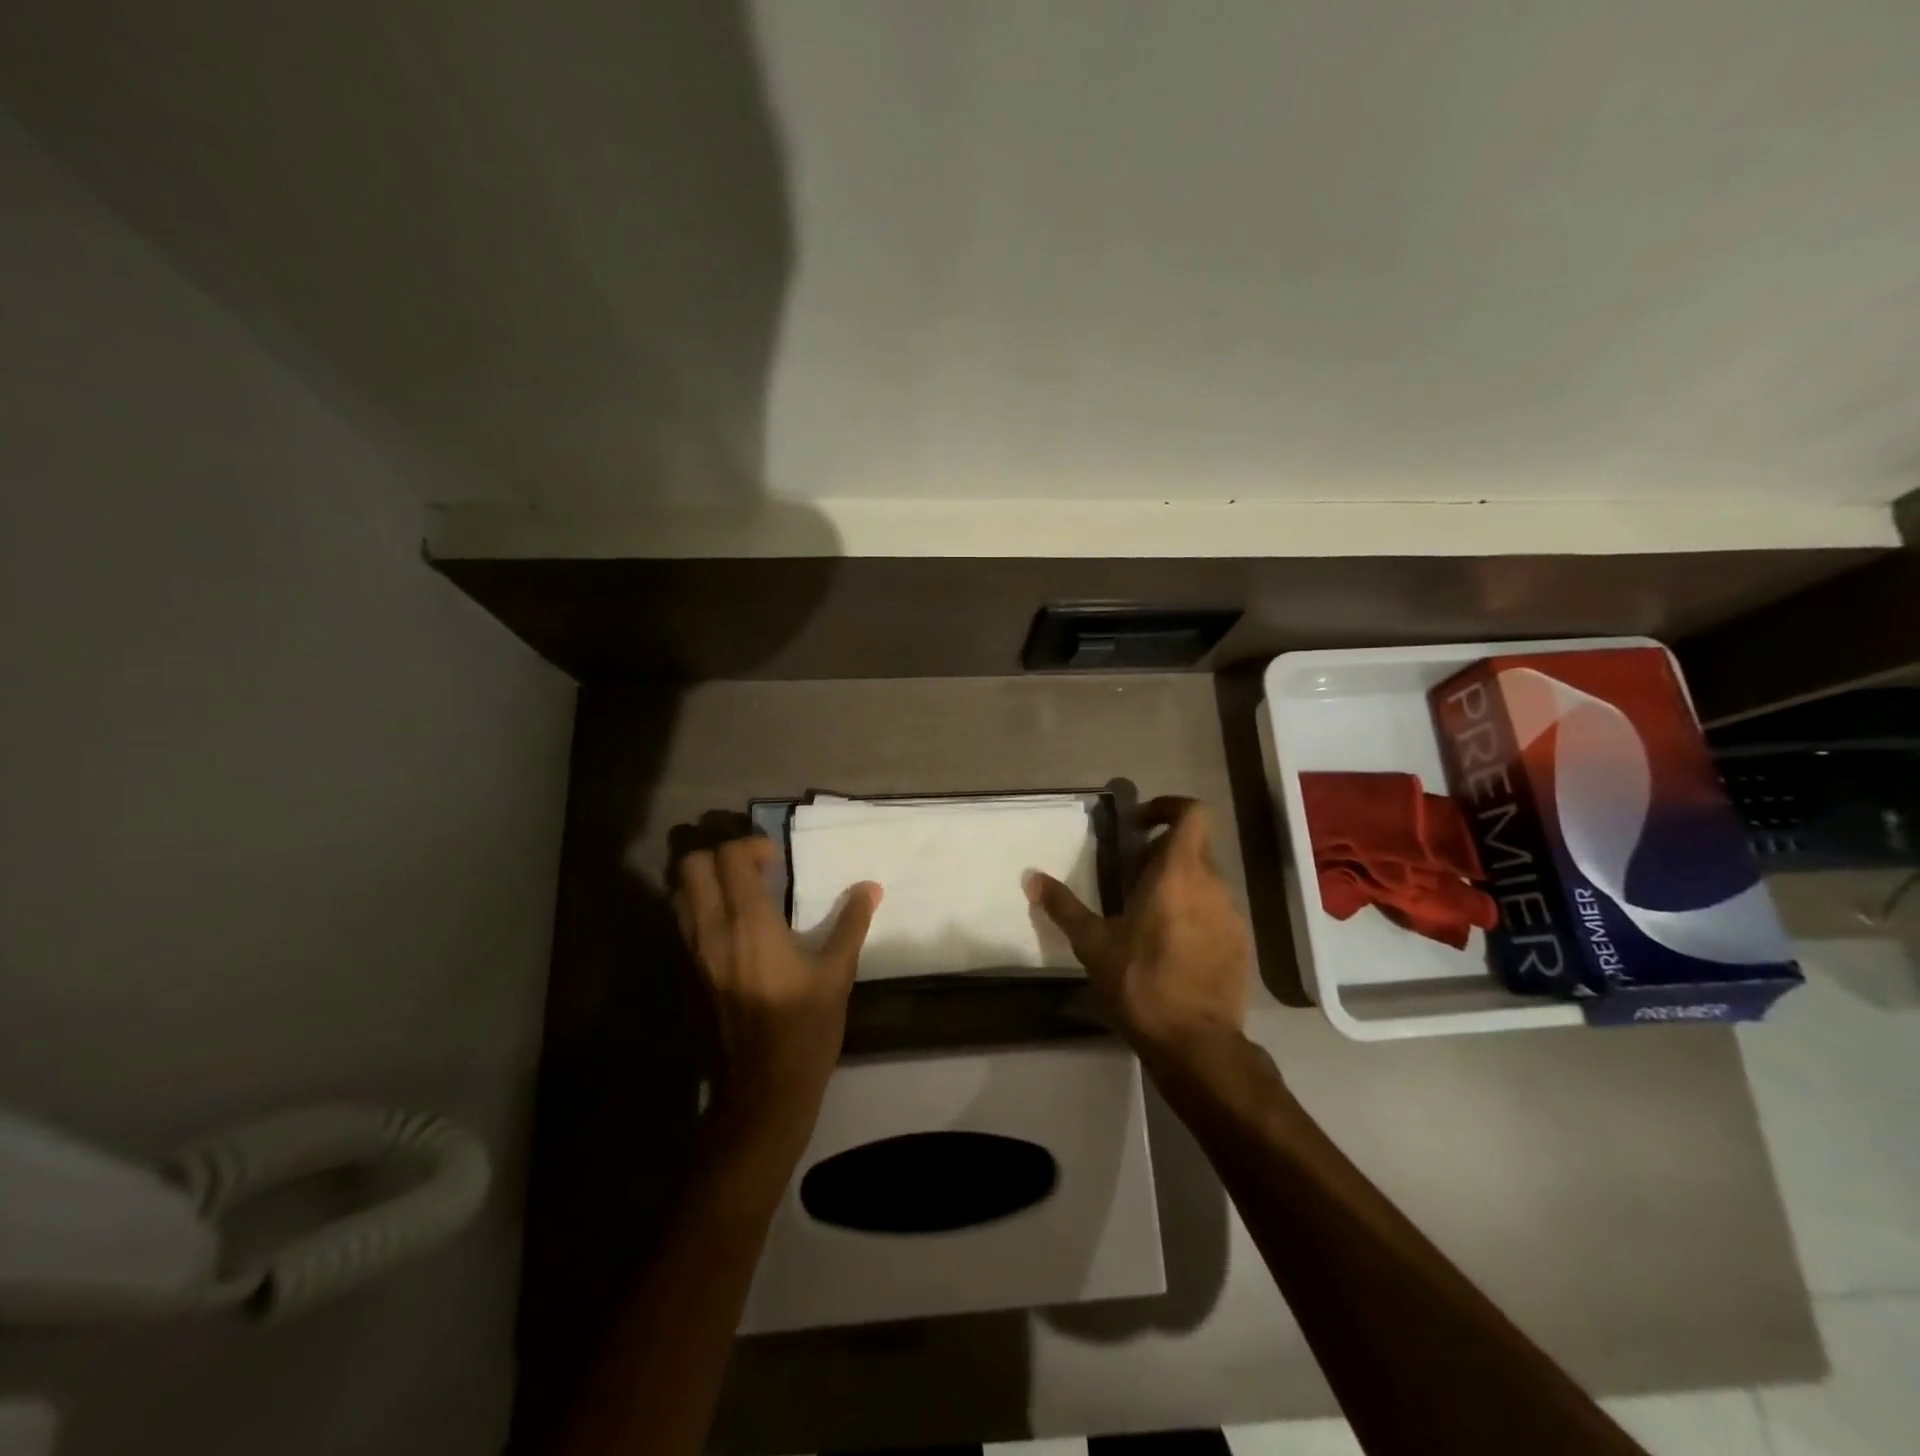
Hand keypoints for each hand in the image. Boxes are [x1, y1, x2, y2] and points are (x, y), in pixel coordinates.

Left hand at [675, 837, 880, 1140]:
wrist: (761, 1093)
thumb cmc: (804, 1029)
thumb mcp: (837, 975)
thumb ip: (851, 924)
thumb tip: (871, 888)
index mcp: (749, 924)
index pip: (728, 857)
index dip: (750, 846)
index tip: (777, 861)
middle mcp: (711, 931)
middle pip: (690, 865)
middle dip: (719, 855)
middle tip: (753, 870)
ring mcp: (691, 955)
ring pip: (678, 894)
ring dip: (704, 881)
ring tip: (740, 894)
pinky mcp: (685, 976)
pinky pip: (681, 925)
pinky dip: (699, 910)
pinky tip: (732, 930)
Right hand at [1028, 797, 1252, 1057]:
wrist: (1196, 1043)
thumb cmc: (1140, 982)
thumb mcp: (1093, 944)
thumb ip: (1063, 906)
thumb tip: (1031, 877)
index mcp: (1178, 873)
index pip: (1191, 813)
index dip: (1167, 807)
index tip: (1138, 826)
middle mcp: (1213, 885)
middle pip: (1193, 847)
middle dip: (1162, 853)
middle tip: (1130, 877)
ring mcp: (1233, 916)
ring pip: (1206, 881)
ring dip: (1178, 885)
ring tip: (1147, 915)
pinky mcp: (1242, 944)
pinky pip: (1217, 911)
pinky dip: (1194, 913)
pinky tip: (1171, 947)